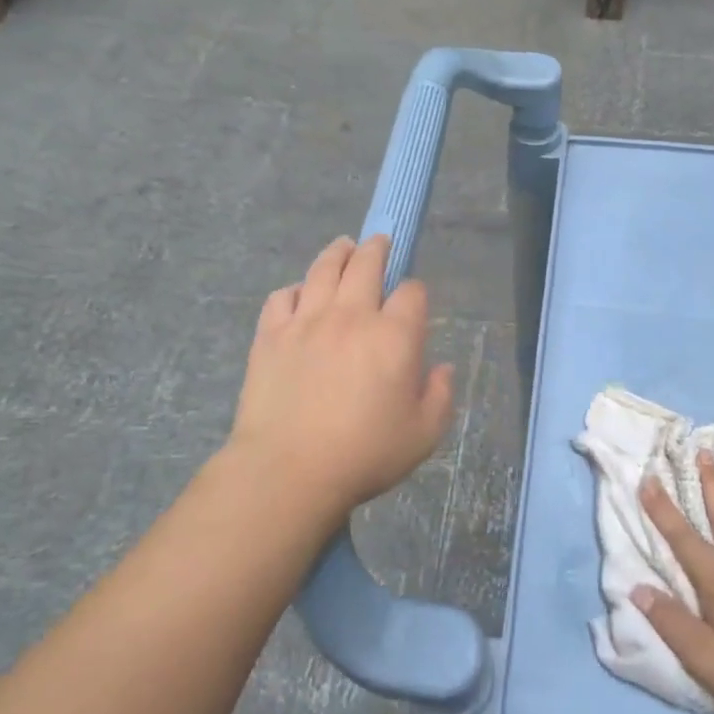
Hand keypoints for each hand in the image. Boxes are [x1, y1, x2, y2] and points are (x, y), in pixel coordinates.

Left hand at [228, 236, 454, 521]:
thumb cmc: (364, 455)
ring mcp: (307, 321)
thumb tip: (442, 367)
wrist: (288, 471)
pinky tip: (300, 295)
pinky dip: (295, 289)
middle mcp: (352, 316)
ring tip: (343, 247)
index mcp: (394, 336)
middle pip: (366, 263)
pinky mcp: (271, 334)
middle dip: (377, 248)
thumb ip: (440, 395)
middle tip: (378, 243)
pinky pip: (282, 296)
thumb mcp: (424, 435)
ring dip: (337, 252)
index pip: (411, 292)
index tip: (411, 303)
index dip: (414, 292)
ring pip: (323, 268)